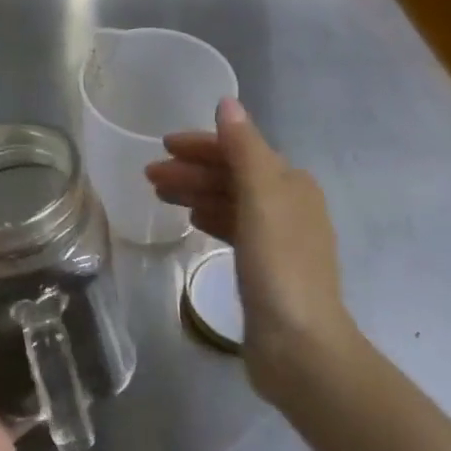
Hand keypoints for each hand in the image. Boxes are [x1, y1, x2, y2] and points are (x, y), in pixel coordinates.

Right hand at [145, 98, 356, 404]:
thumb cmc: (279, 265)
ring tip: (159, 196)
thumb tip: (227, 102)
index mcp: (290, 183)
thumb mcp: (260, 197)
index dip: (201, 145)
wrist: (301, 348)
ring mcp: (278, 238)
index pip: (239, 150)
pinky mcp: (266, 268)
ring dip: (195, 192)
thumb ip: (243, 148)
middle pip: (232, 175)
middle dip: (191, 170)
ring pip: (229, 201)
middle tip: (149, 177)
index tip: (162, 146)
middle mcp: (288, 204)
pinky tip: (190, 220)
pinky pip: (232, 227)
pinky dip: (210, 217)